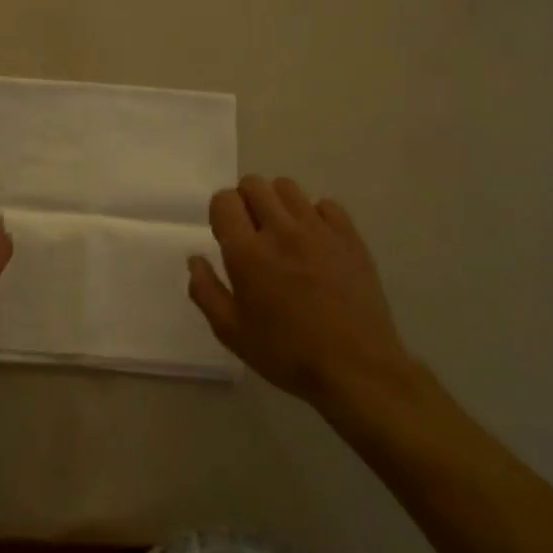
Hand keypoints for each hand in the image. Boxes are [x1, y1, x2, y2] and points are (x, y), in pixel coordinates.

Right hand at [188, 176, 417, 409]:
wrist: (357, 368)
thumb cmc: (287, 353)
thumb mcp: (232, 332)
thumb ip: (206, 291)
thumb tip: (196, 259)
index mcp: (247, 252)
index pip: (224, 200)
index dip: (220, 212)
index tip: (226, 235)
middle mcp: (281, 230)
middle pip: (254, 184)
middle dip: (245, 200)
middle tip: (250, 231)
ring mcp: (319, 230)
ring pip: (288, 187)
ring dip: (277, 203)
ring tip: (282, 233)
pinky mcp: (349, 236)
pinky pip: (325, 204)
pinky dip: (314, 215)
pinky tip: (314, 242)